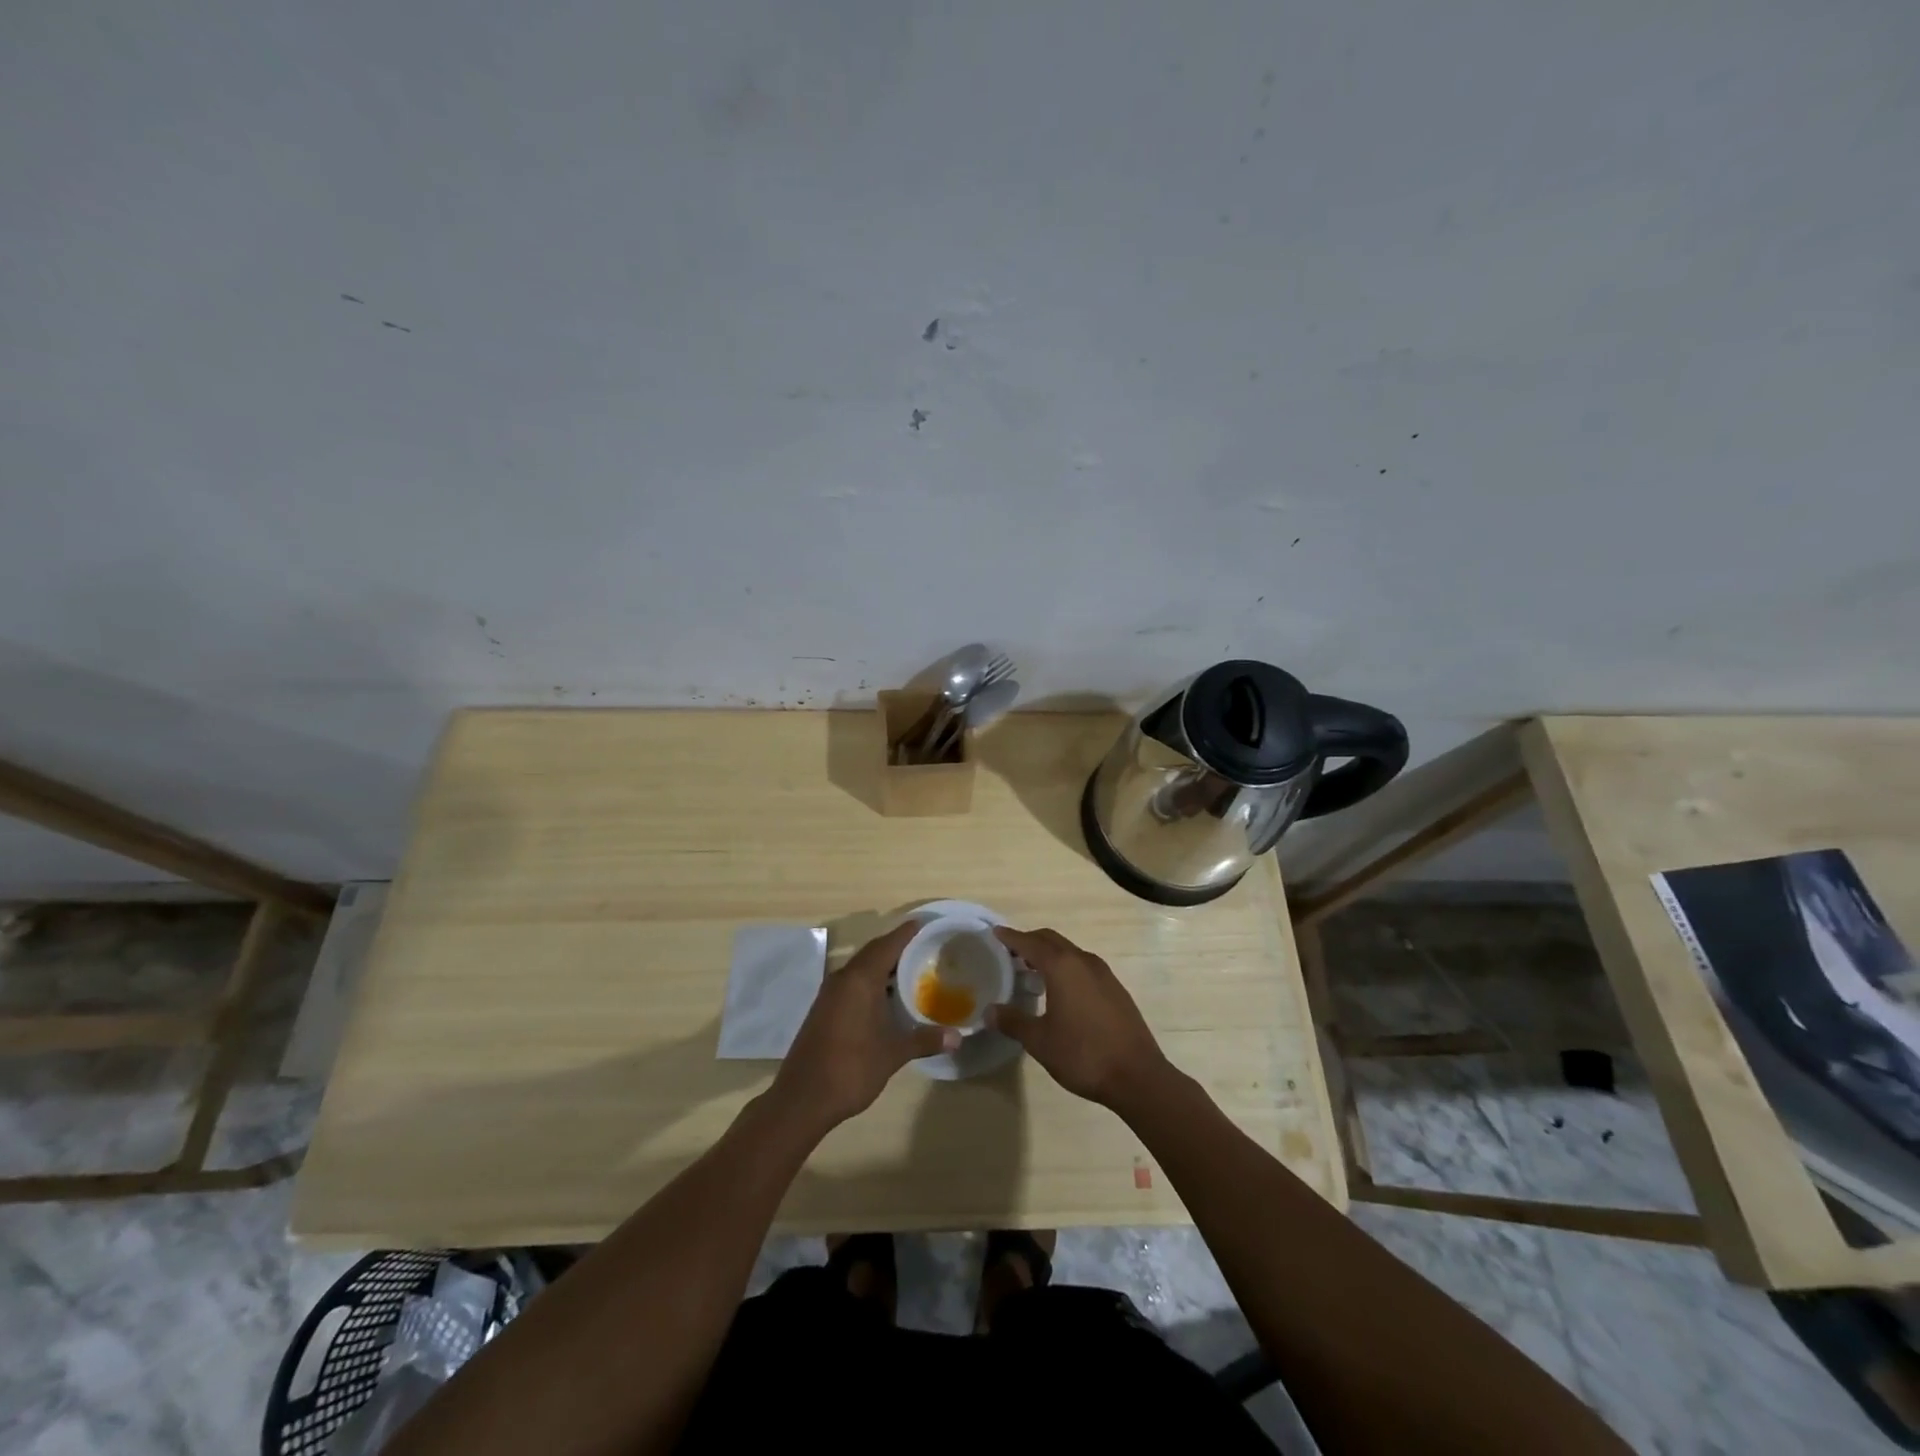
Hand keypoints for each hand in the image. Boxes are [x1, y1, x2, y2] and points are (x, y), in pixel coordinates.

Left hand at [772, 921, 954, 1130]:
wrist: (802, 1099)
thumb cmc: (851, 1068)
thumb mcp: (893, 1053)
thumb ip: (924, 1040)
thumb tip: (958, 1037)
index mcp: (860, 980)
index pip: (887, 945)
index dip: (906, 934)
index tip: (924, 924)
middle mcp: (842, 979)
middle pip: (872, 953)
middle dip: (896, 948)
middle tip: (923, 947)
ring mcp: (829, 994)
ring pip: (860, 969)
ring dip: (882, 967)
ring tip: (911, 971)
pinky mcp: (823, 1010)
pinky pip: (851, 984)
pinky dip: (870, 982)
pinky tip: (885, 998)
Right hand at [990, 926, 1170, 1112]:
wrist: (1138, 1075)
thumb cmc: (1083, 1054)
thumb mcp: (1040, 1041)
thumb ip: (1013, 1022)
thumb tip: (990, 1011)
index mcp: (1062, 967)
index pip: (1030, 943)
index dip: (1011, 937)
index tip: (995, 932)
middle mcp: (1083, 961)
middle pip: (1051, 940)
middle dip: (1030, 941)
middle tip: (1009, 952)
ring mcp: (1103, 973)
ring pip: (1069, 952)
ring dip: (1049, 954)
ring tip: (1031, 970)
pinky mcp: (1115, 988)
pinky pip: (1083, 966)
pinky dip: (1065, 967)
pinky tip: (1060, 990)